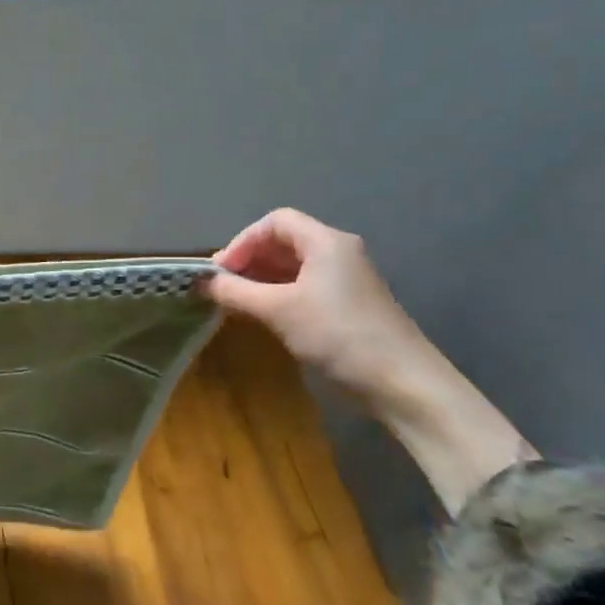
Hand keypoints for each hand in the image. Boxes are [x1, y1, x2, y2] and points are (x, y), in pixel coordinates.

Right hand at [206, 208, 537, 515]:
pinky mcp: (348, 304)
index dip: (243, 241)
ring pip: (293, 265)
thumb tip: (202, 282)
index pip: (275, 222)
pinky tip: (263, 313)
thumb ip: (236, 292)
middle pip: (284, 241)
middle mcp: (338, 252)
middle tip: (223, 286)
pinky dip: (278, 292)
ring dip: (261, 277)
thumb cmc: (337, 335)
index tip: (221, 270)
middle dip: (249, 259)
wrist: (402, 382)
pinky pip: (305, 285)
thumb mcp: (277, 310)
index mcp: (326, 242)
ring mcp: (346, 279)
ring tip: (236, 300)